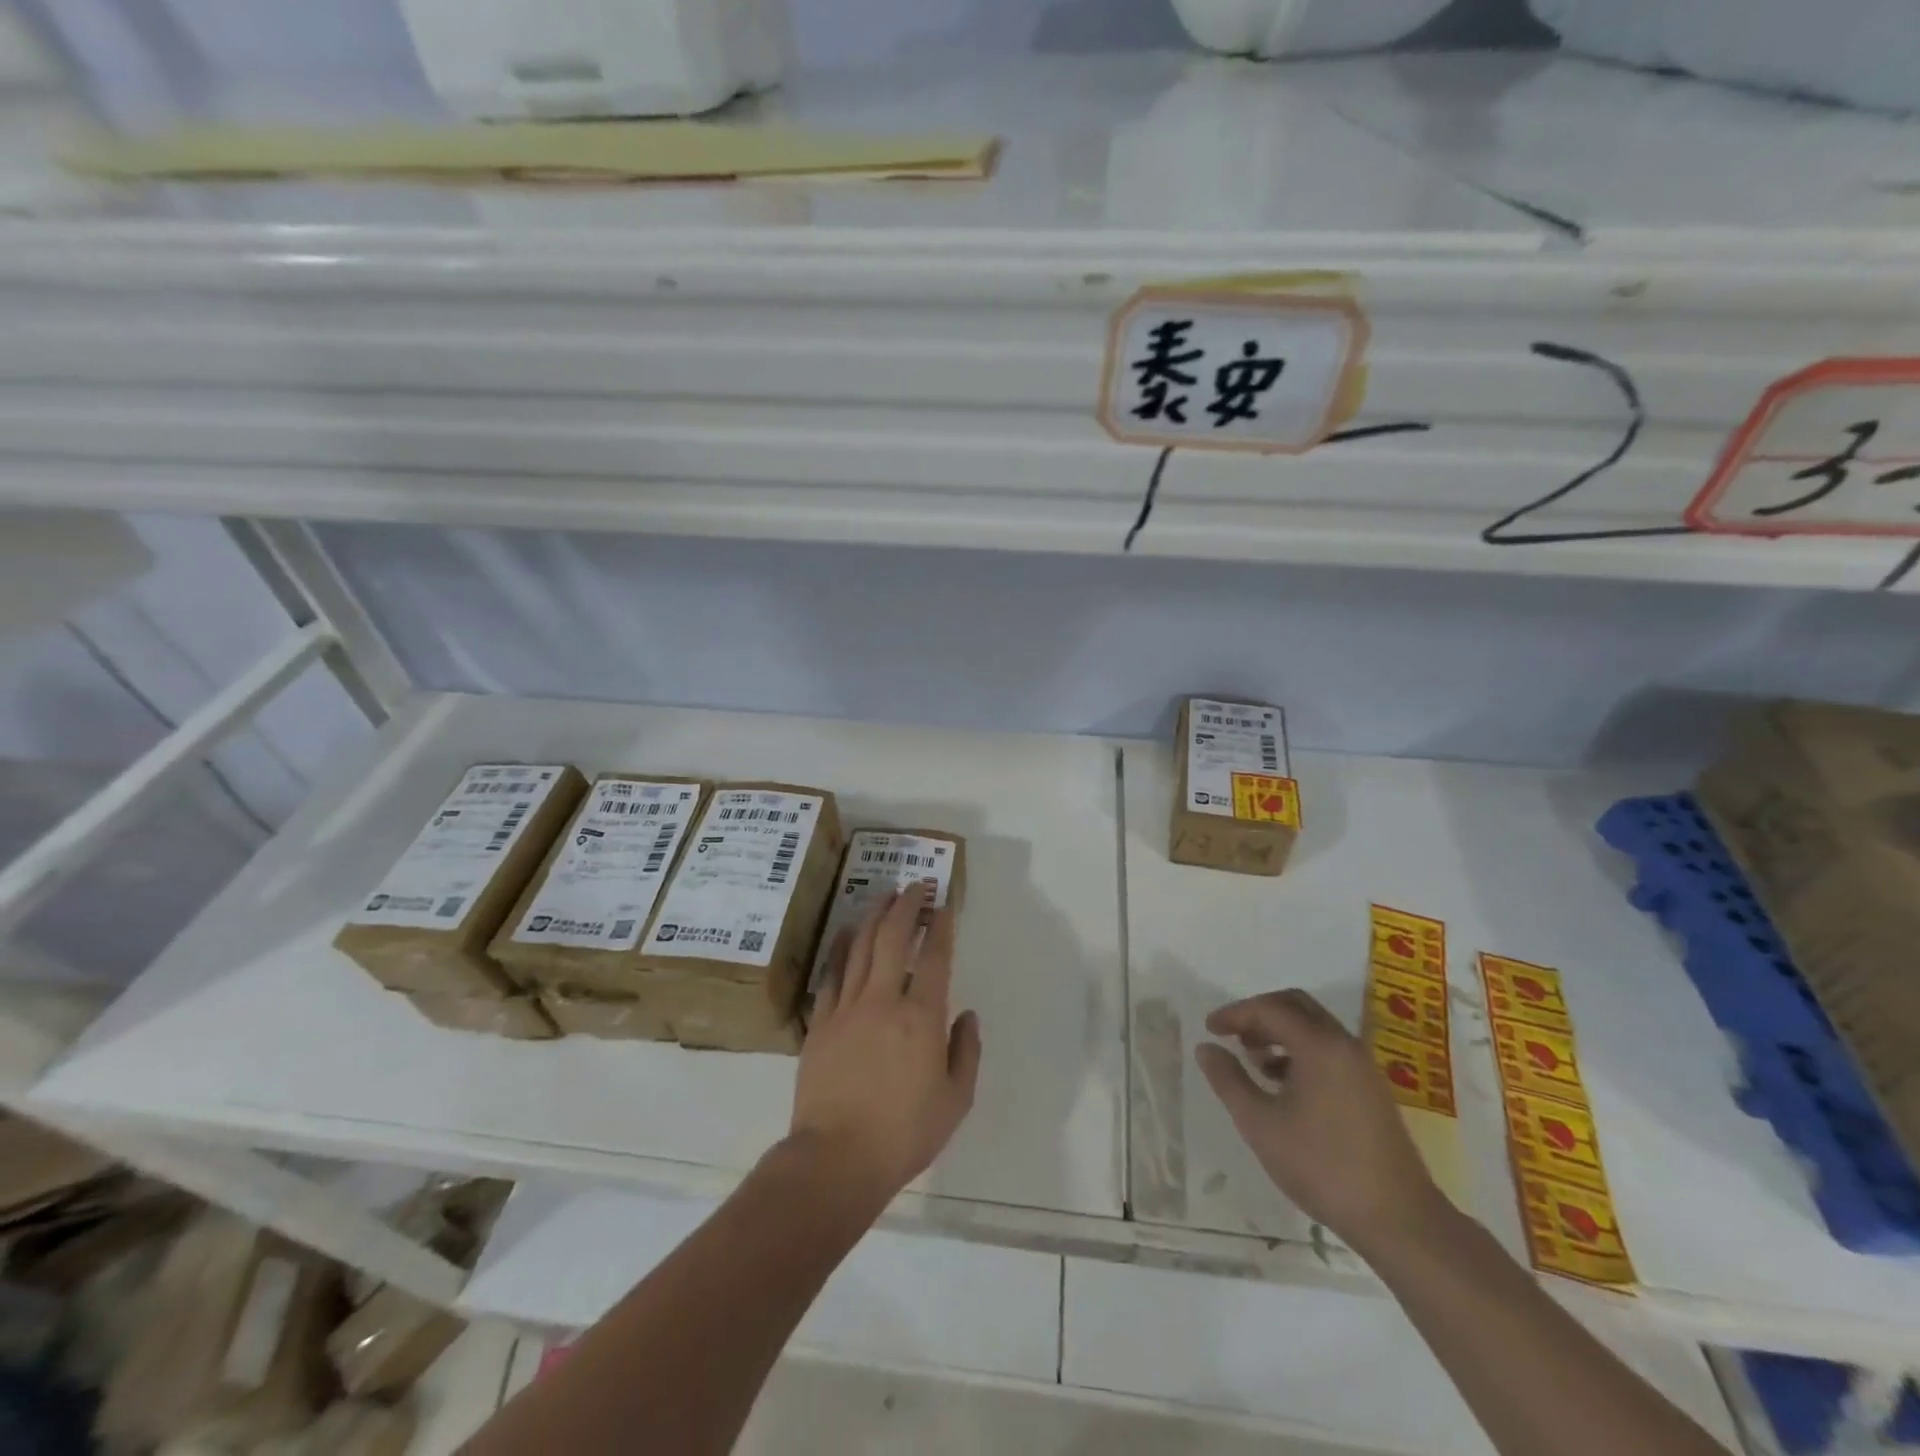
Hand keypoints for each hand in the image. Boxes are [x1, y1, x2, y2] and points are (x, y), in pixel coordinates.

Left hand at [790, 883, 981, 1211]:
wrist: (836, 1159)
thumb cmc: (904, 1133)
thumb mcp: (955, 1100)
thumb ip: (966, 1052)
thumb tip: (967, 1016)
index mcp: (921, 1017)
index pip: (934, 957)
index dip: (941, 926)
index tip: (944, 905)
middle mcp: (883, 1000)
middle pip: (893, 938)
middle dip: (907, 906)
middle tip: (915, 886)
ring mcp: (847, 1007)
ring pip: (860, 946)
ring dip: (875, 916)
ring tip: (885, 896)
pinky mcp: (821, 1022)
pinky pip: (831, 973)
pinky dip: (841, 947)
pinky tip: (846, 932)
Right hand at [1195, 989, 1443, 1254]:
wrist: (1399, 1219)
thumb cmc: (1322, 1166)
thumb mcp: (1260, 1124)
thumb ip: (1229, 1080)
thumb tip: (1206, 1048)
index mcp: (1319, 1045)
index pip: (1269, 1009)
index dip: (1235, 1014)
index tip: (1210, 1029)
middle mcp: (1344, 1045)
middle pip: (1296, 1006)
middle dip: (1260, 1014)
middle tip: (1233, 1035)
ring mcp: (1363, 1067)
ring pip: (1315, 1028)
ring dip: (1280, 1033)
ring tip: (1254, 1062)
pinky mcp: (1371, 1089)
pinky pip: (1329, 1050)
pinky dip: (1301, 1051)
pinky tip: (1284, 1085)